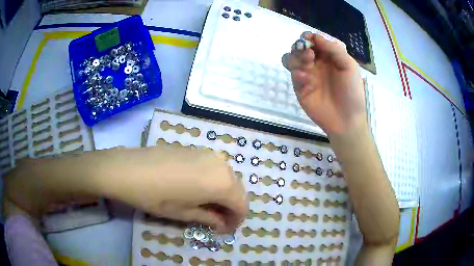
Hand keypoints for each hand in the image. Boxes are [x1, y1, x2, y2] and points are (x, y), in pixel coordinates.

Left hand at [98, 147, 247, 232]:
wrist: (128, 168)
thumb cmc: (156, 196)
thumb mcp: (183, 213)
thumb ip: (208, 218)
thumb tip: (222, 224)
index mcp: (222, 183)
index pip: (241, 205)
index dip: (236, 220)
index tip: (225, 230)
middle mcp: (221, 165)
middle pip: (237, 190)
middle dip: (231, 207)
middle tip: (217, 220)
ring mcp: (208, 154)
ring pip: (227, 178)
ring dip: (223, 194)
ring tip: (207, 206)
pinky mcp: (196, 150)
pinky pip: (214, 168)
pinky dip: (213, 182)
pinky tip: (197, 189)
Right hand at [282, 33, 366, 133]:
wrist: (346, 119)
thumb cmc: (351, 91)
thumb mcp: (349, 66)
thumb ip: (333, 49)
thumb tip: (316, 36)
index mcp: (328, 56)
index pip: (313, 41)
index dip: (308, 37)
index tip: (308, 39)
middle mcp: (316, 63)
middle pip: (299, 47)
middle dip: (300, 47)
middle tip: (309, 55)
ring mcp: (307, 75)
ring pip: (290, 59)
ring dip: (296, 58)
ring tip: (307, 66)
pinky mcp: (300, 88)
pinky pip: (293, 75)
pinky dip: (298, 75)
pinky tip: (308, 81)